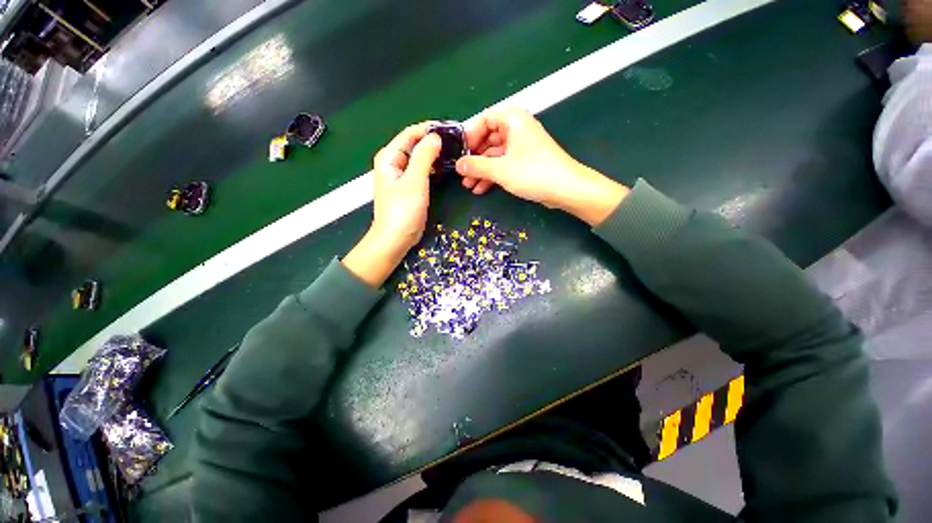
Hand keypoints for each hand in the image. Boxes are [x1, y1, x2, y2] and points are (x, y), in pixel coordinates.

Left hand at [343, 123, 441, 286]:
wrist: (395, 239)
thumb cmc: (403, 211)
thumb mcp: (415, 181)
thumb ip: (424, 157)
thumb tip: (435, 137)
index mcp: (389, 157)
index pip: (410, 133)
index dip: (429, 128)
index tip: (450, 129)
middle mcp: (393, 162)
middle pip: (414, 144)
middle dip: (433, 141)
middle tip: (455, 142)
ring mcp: (400, 175)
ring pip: (419, 157)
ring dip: (433, 154)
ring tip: (453, 152)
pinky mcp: (408, 186)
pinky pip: (421, 170)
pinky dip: (431, 167)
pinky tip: (443, 168)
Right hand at [456, 107, 628, 225]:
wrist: (565, 189)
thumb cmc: (533, 172)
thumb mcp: (500, 169)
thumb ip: (476, 166)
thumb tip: (458, 165)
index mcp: (513, 120)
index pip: (484, 119)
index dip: (470, 135)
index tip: (460, 152)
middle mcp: (516, 129)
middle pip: (488, 139)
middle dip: (474, 158)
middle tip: (461, 173)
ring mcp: (521, 147)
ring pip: (494, 155)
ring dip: (481, 170)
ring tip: (468, 185)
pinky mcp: (524, 162)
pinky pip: (503, 165)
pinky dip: (492, 175)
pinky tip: (480, 189)